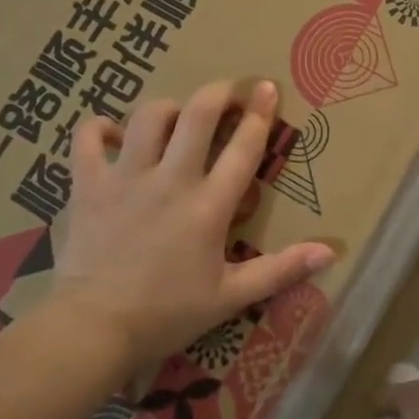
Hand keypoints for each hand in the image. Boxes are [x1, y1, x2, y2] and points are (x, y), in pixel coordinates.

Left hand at [49, 79, 333, 377]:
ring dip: (168, 109)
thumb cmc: (167, 315)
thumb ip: (280, 270)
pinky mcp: (89, 185)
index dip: (258, 114)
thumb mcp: (230, 297)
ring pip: (149, 117)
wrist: (93, 330)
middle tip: (227, 93)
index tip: (266, 88)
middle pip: (197, 115)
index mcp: (208, 206)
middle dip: (217, 93)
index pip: (242, 148)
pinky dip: (99, 128)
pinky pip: (88, 137)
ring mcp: (126, 177)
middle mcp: (171, 179)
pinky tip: (113, 134)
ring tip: (177, 119)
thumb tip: (329, 251)